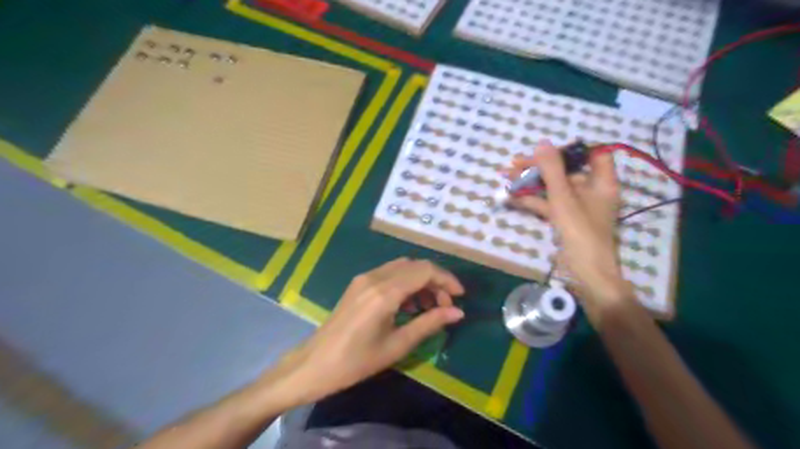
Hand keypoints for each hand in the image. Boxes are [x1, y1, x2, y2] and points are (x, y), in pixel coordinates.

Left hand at [272, 258, 466, 404]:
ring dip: (420, 281)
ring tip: (428, 308)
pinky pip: (389, 274)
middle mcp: (374, 277)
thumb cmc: (356, 361)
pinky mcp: (359, 283)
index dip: (446, 280)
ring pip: (403, 267)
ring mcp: (364, 278)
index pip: (424, 271)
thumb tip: (457, 313)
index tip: (459, 297)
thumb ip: (429, 324)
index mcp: (384, 292)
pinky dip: (405, 283)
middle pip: (415, 265)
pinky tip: (408, 305)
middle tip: (445, 306)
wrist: (314, 364)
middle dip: (435, 281)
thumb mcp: (397, 345)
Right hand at [509, 140, 634, 319]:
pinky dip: (532, 200)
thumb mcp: (563, 198)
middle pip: (565, 171)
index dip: (569, 150)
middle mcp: (591, 191)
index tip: (545, 151)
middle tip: (513, 164)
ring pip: (553, 188)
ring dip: (530, 184)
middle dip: (538, 167)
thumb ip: (552, 170)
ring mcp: (577, 206)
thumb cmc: (580, 232)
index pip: (592, 154)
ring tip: (506, 178)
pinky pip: (548, 204)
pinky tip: (511, 197)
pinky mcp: (565, 219)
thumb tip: (542, 142)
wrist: (585, 273)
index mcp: (601, 182)